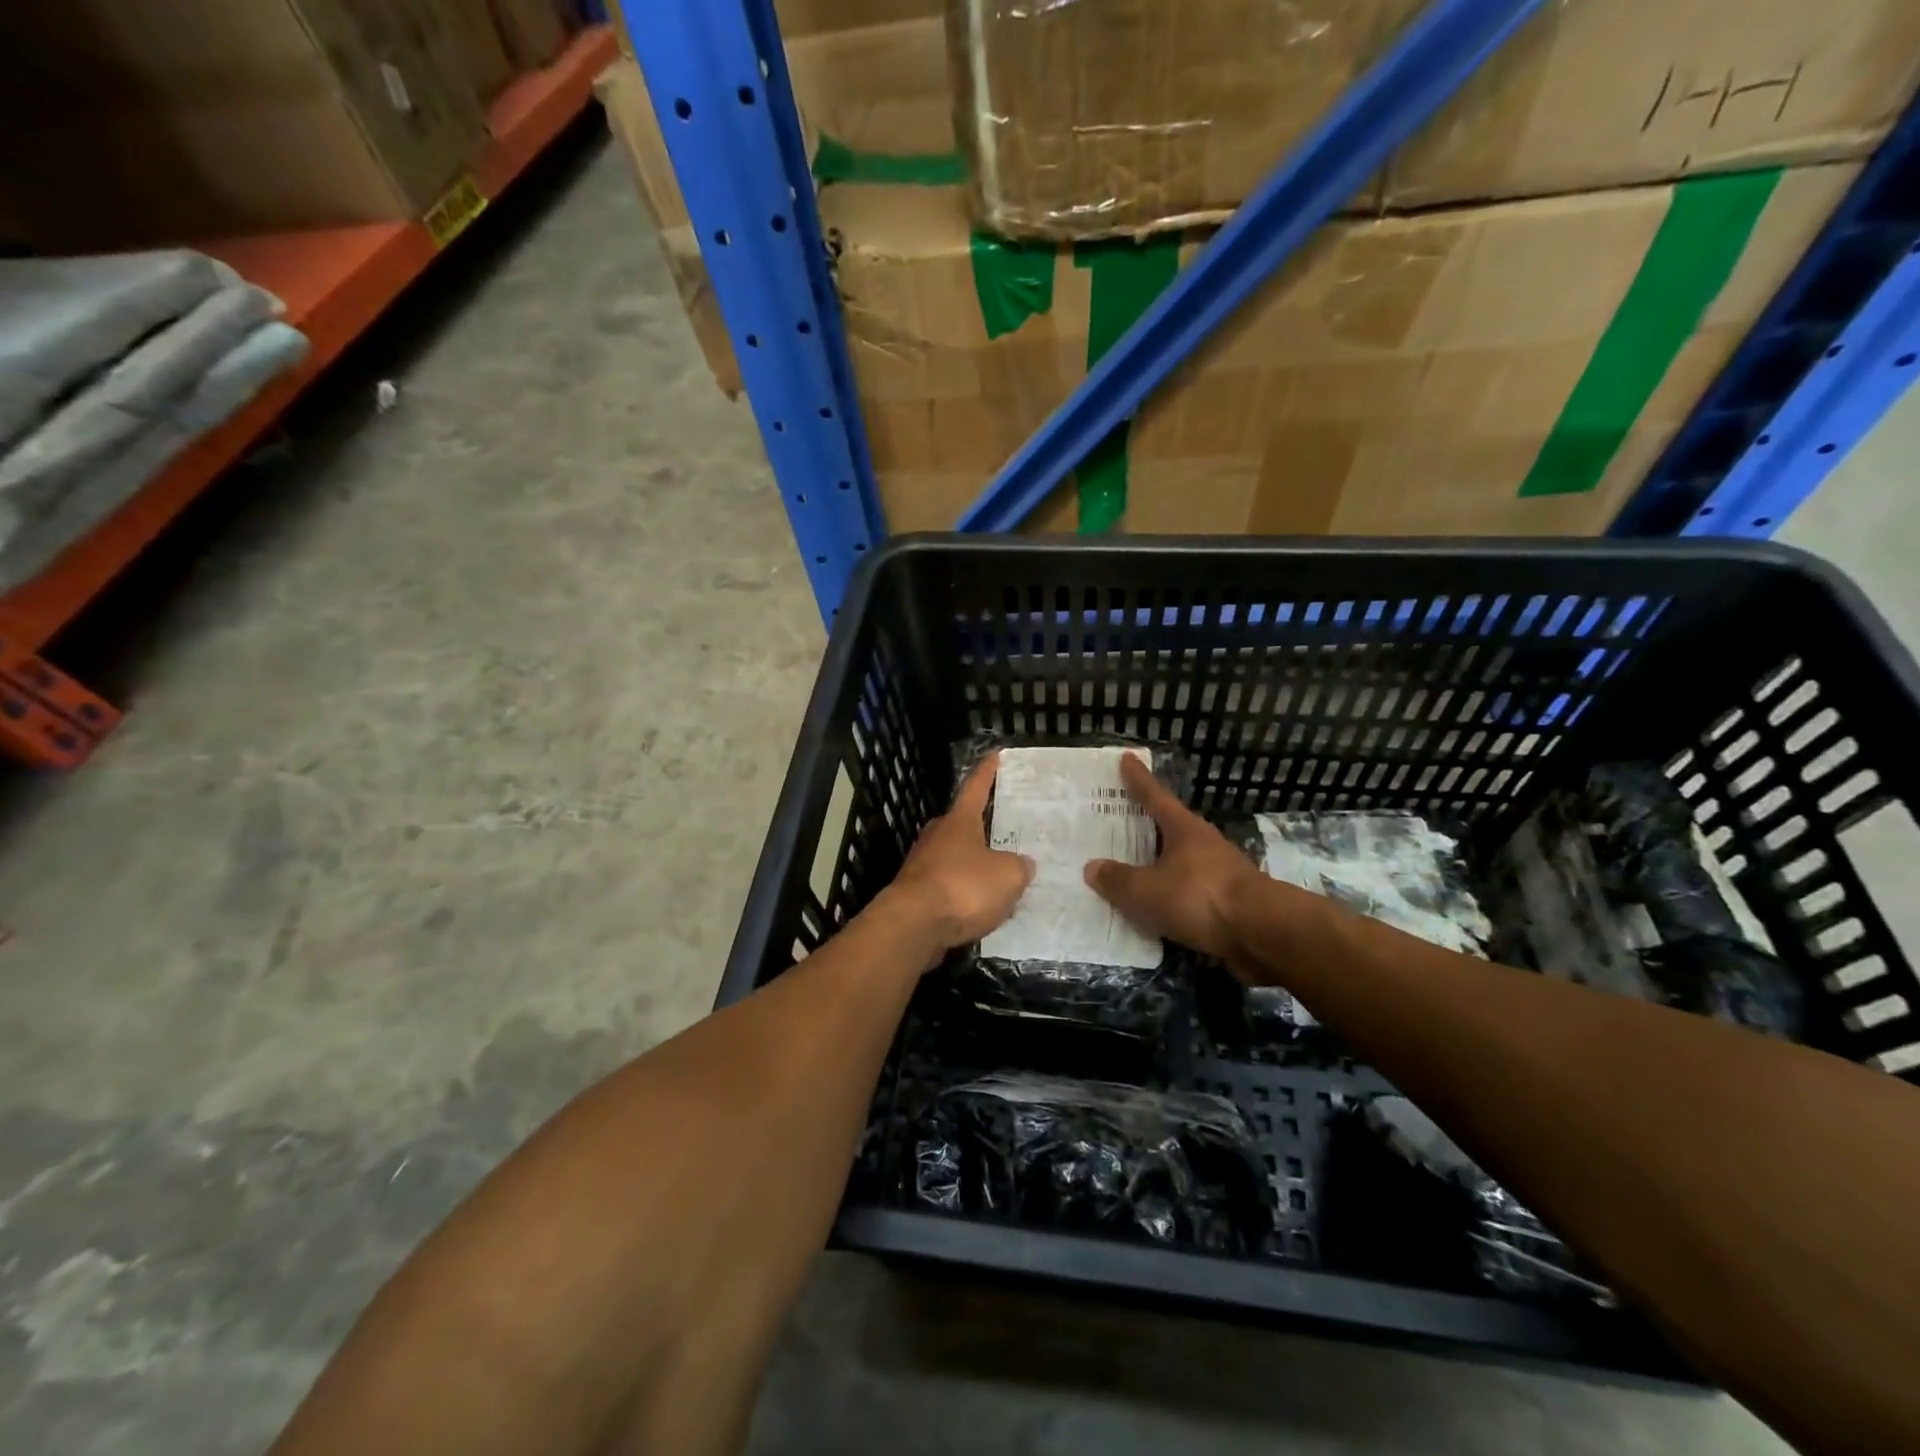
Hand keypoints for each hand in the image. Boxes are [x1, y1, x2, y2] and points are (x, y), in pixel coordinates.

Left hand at [887, 752, 1034, 957]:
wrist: (913, 926)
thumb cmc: (963, 888)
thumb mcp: (1008, 876)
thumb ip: (1019, 867)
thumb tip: (1022, 864)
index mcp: (959, 821)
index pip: (976, 788)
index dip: (987, 772)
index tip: (994, 754)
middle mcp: (937, 836)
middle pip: (961, 824)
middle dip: (981, 827)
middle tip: (1005, 832)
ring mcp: (921, 864)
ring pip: (953, 857)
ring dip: (972, 865)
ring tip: (997, 877)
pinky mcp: (915, 893)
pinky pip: (946, 885)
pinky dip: (962, 892)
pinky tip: (978, 907)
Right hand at [1084, 752, 1263, 963]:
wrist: (1263, 932)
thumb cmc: (1200, 897)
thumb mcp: (1146, 890)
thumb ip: (1118, 880)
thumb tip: (1092, 867)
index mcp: (1183, 829)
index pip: (1154, 796)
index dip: (1138, 779)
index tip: (1128, 758)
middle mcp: (1203, 843)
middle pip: (1169, 827)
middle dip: (1146, 824)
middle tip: (1120, 819)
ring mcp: (1219, 872)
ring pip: (1180, 861)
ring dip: (1159, 863)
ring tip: (1133, 869)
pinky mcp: (1228, 902)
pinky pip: (1188, 891)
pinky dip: (1171, 894)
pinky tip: (1157, 907)